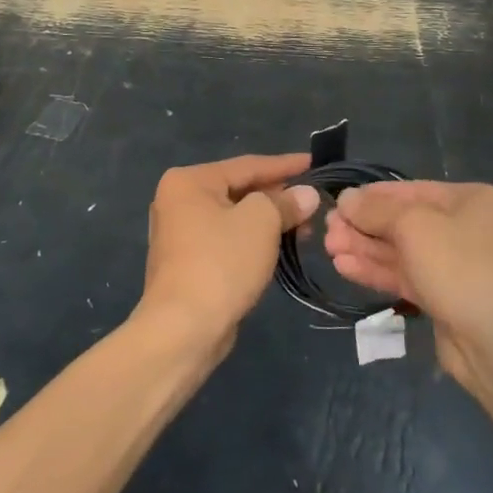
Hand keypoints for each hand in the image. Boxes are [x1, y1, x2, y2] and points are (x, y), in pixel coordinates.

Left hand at [138, 153, 316, 353]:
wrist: (184, 329)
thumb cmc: (221, 262)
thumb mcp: (261, 222)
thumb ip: (285, 202)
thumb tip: (306, 195)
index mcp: (189, 181)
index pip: (247, 165)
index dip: (284, 165)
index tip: (314, 163)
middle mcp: (178, 201)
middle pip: (239, 191)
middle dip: (278, 197)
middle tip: (313, 202)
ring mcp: (180, 235)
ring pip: (235, 218)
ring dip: (269, 222)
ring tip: (305, 228)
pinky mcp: (188, 264)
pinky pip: (228, 241)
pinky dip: (253, 241)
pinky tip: (279, 248)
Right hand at [325, 181, 492, 380]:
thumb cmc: (460, 266)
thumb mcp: (413, 225)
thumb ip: (375, 210)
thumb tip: (346, 199)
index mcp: (472, 200)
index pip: (412, 190)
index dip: (372, 196)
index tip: (338, 202)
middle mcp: (467, 228)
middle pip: (405, 221)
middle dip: (365, 226)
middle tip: (327, 229)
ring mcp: (458, 266)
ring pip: (402, 251)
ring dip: (365, 248)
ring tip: (329, 248)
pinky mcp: (446, 298)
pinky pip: (406, 276)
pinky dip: (377, 270)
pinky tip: (344, 267)